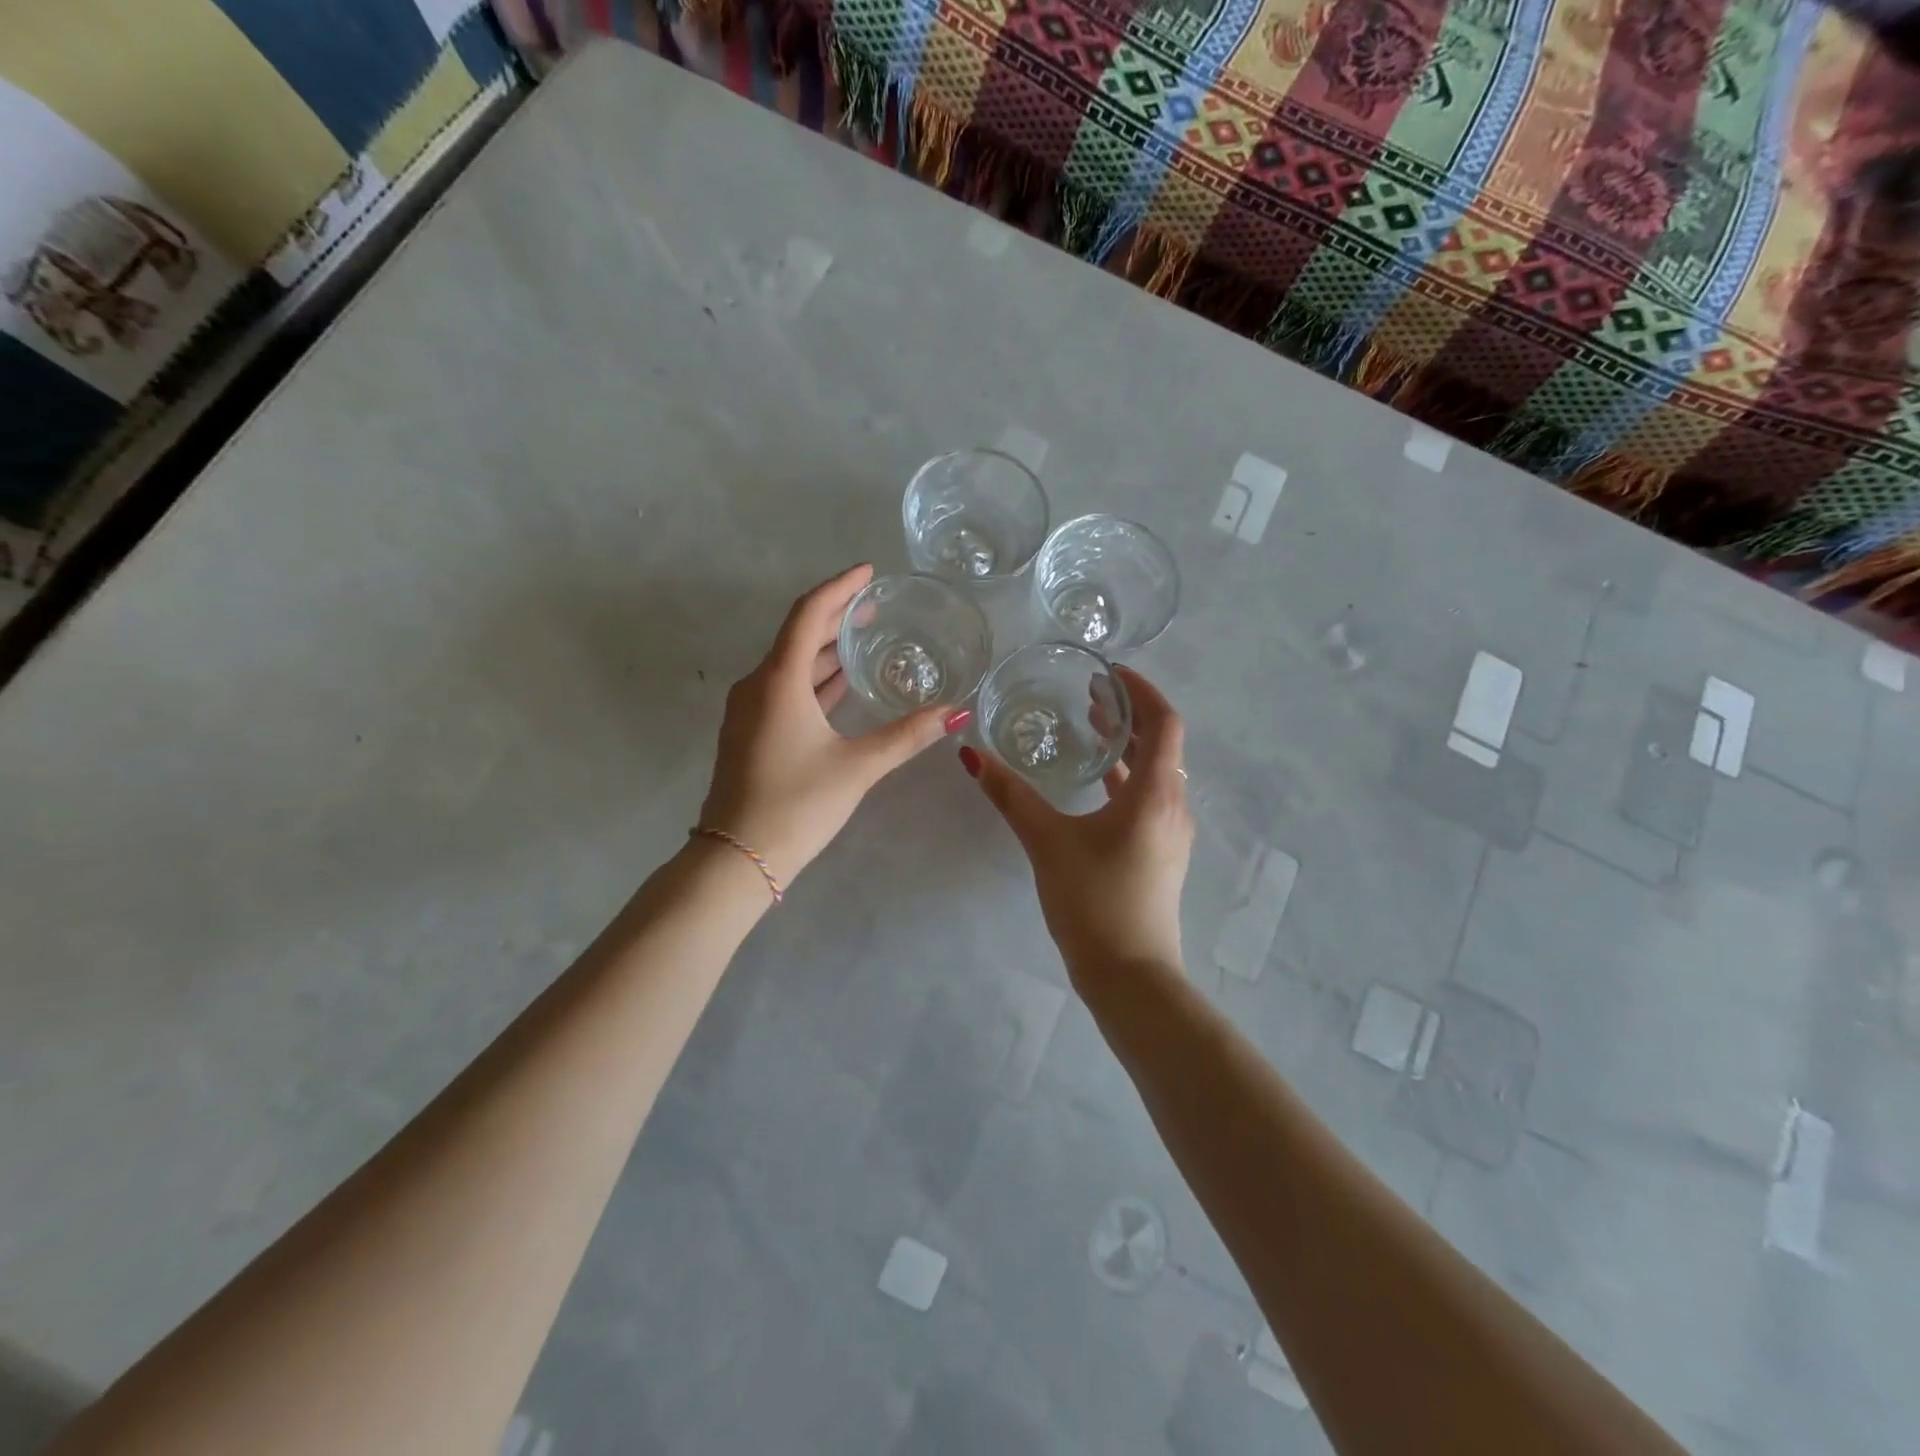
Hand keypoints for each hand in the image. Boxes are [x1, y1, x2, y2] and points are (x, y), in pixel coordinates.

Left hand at [699, 564, 965, 885]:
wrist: (737, 858)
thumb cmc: (797, 804)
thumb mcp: (858, 767)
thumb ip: (908, 735)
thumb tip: (957, 713)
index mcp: (779, 680)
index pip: (809, 614)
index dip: (840, 588)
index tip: (869, 573)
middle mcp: (758, 685)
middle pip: (798, 635)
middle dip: (836, 616)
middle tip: (875, 606)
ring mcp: (749, 710)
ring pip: (791, 665)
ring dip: (825, 649)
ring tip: (864, 639)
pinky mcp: (750, 732)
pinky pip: (785, 689)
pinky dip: (814, 679)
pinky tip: (840, 685)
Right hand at [963, 665, 1193, 974]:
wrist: (1129, 975)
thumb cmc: (1094, 901)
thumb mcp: (1047, 842)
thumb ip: (1010, 796)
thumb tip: (971, 755)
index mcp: (1155, 794)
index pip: (1163, 722)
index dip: (1141, 690)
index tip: (1109, 673)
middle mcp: (1172, 806)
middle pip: (1161, 743)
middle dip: (1129, 713)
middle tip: (1091, 693)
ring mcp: (1170, 832)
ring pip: (1155, 771)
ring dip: (1127, 744)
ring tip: (1090, 725)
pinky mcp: (1159, 852)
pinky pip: (1148, 797)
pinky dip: (1125, 776)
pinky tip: (1095, 780)